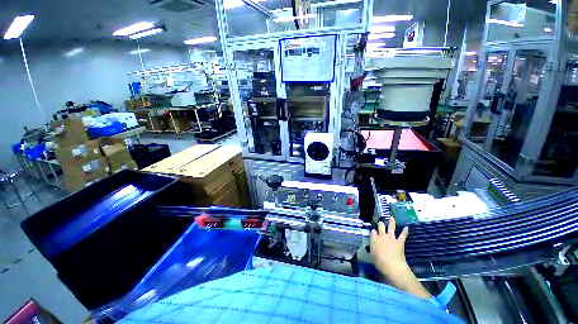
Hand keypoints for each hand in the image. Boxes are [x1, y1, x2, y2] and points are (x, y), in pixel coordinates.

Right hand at [370, 218, 431, 298]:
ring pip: (391, 227)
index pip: (373, 232)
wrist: (392, 265)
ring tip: (391, 217)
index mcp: (374, 239)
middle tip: (381, 223)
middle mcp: (382, 236)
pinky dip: (405, 231)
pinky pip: (402, 235)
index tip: (374, 232)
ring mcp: (391, 238)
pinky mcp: (399, 241)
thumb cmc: (379, 262)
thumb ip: (372, 248)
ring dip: (391, 222)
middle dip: (380, 224)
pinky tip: (406, 228)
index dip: (374, 232)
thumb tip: (372, 247)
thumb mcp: (372, 255)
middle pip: (380, 226)